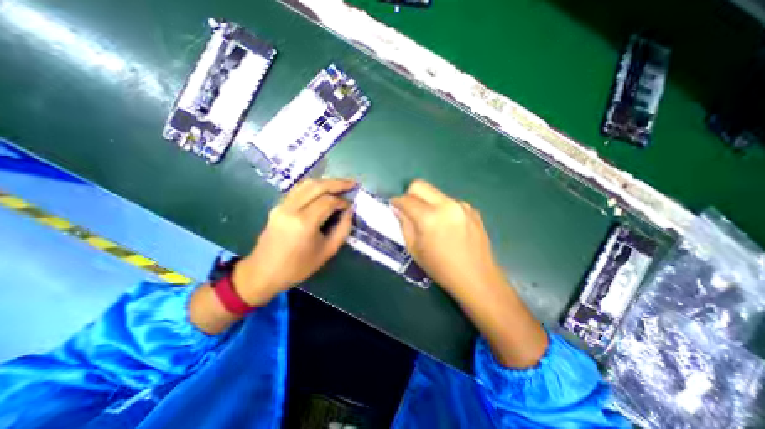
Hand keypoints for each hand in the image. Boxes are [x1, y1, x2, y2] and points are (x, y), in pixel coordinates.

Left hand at [232, 180, 357, 306]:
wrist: (263, 272)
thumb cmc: (298, 267)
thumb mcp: (327, 251)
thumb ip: (342, 229)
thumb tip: (349, 211)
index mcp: (304, 222)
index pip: (328, 201)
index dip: (342, 201)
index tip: (350, 207)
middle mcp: (291, 208)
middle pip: (317, 186)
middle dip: (337, 183)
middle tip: (352, 183)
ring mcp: (282, 205)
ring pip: (306, 184)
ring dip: (325, 182)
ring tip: (340, 184)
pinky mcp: (278, 206)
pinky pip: (298, 190)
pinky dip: (314, 186)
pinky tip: (323, 189)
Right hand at [391, 178, 505, 298]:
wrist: (477, 278)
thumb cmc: (441, 268)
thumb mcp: (414, 250)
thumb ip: (404, 225)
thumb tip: (398, 209)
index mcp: (430, 218)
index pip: (406, 199)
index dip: (396, 202)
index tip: (394, 207)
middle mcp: (446, 205)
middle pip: (420, 185)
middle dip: (410, 194)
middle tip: (409, 209)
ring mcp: (461, 206)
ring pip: (435, 193)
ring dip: (427, 202)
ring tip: (431, 222)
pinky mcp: (472, 209)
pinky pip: (450, 202)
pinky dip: (443, 209)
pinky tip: (448, 226)